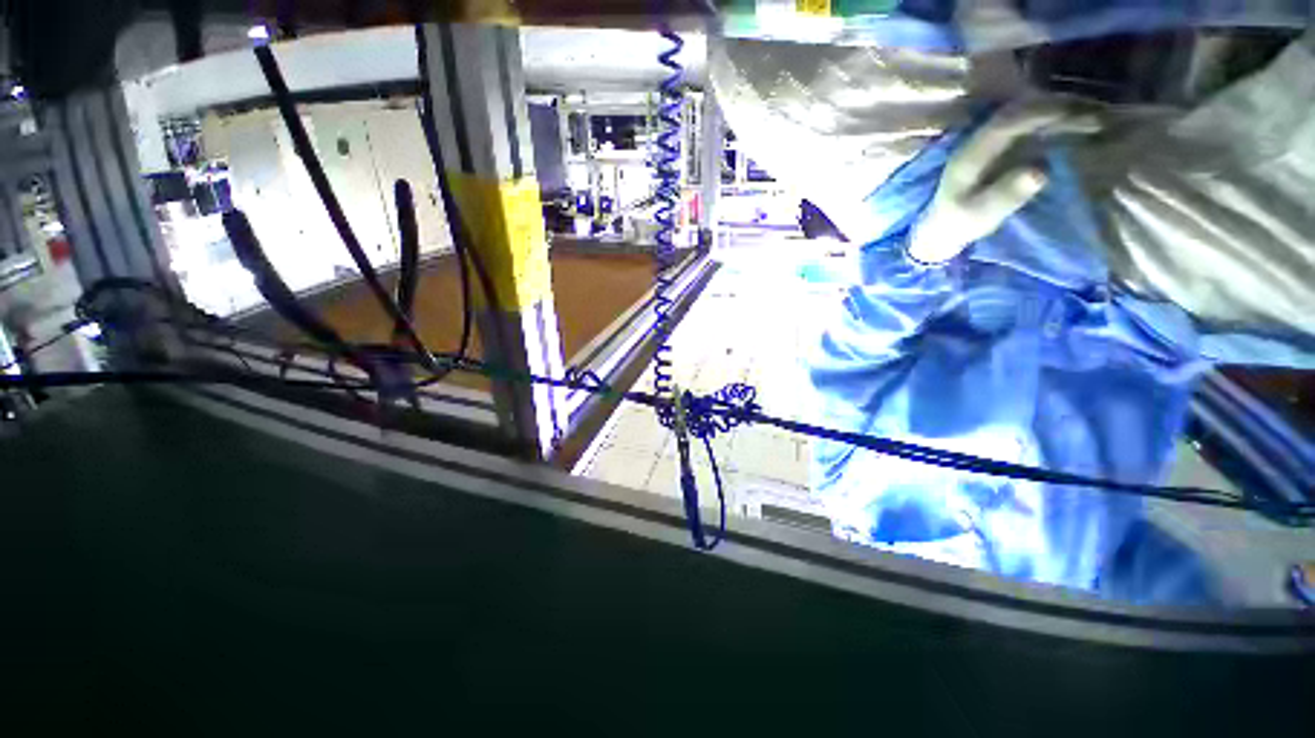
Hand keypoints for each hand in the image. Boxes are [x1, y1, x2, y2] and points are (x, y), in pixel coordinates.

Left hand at [908, 99, 1100, 264]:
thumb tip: (1040, 172)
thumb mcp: (981, 215)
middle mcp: (978, 142)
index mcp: (970, 155)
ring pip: (1026, 119)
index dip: (1039, 114)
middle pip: (1020, 114)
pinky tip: (1077, 129)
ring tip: (1095, 121)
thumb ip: (1007, 194)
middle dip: (1057, 109)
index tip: (1074, 113)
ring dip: (1059, 116)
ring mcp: (988, 145)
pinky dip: (1054, 126)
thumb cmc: (959, 224)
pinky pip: (1028, 130)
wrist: (941, 229)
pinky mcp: (998, 151)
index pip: (1006, 123)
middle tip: (1095, 115)